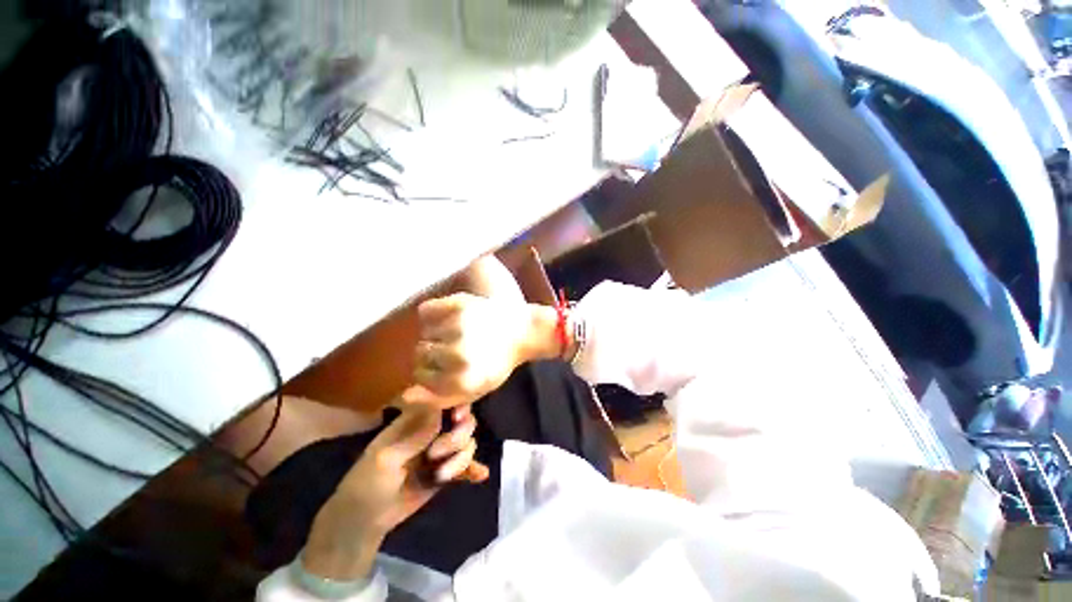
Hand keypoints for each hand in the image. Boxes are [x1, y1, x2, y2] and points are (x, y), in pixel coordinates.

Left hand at [303, 406, 484, 579]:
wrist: (366, 520)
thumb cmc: (367, 483)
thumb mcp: (385, 459)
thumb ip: (413, 436)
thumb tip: (439, 411)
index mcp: (416, 420)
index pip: (444, 401)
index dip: (457, 405)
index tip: (457, 419)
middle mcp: (433, 430)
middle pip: (463, 421)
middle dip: (457, 438)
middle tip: (437, 455)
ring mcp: (441, 451)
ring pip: (467, 442)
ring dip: (460, 459)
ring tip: (442, 476)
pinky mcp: (446, 470)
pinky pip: (466, 465)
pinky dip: (473, 468)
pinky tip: (480, 475)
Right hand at [402, 292, 536, 407]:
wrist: (523, 331)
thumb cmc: (498, 363)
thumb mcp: (475, 390)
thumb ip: (439, 398)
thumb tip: (404, 395)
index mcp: (463, 380)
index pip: (421, 377)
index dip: (430, 372)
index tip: (444, 366)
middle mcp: (458, 354)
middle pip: (419, 354)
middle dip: (433, 353)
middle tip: (454, 347)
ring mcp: (459, 326)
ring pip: (423, 332)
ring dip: (435, 333)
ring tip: (456, 332)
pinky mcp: (461, 304)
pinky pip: (426, 310)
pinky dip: (432, 313)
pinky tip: (449, 317)